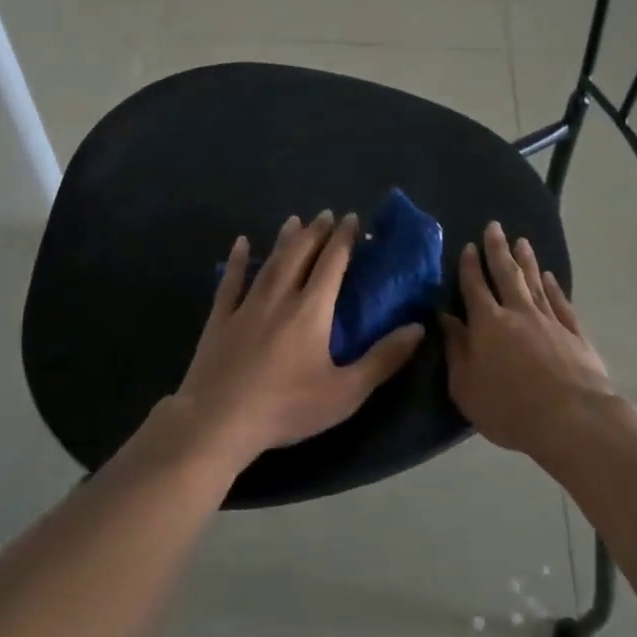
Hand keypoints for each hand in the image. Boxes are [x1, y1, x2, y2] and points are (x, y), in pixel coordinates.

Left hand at [174, 211, 425, 464]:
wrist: (218, 421)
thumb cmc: (287, 407)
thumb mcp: (346, 392)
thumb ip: (383, 359)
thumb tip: (418, 328)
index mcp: (311, 310)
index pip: (332, 263)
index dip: (344, 239)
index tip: (353, 218)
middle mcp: (280, 297)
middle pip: (300, 254)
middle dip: (315, 232)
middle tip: (326, 215)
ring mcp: (246, 306)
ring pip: (270, 262)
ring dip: (285, 240)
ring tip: (294, 220)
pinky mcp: (220, 319)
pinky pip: (230, 281)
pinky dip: (237, 261)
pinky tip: (241, 243)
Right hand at [441, 222, 617, 454]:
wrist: (572, 419)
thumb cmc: (509, 408)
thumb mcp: (466, 386)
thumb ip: (456, 349)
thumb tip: (445, 319)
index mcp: (488, 323)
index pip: (475, 287)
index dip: (469, 266)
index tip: (468, 246)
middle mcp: (518, 312)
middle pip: (506, 274)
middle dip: (498, 249)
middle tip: (494, 227)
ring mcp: (550, 321)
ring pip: (536, 282)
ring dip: (527, 261)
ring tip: (522, 241)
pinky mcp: (575, 334)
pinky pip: (561, 302)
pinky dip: (554, 287)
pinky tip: (551, 277)